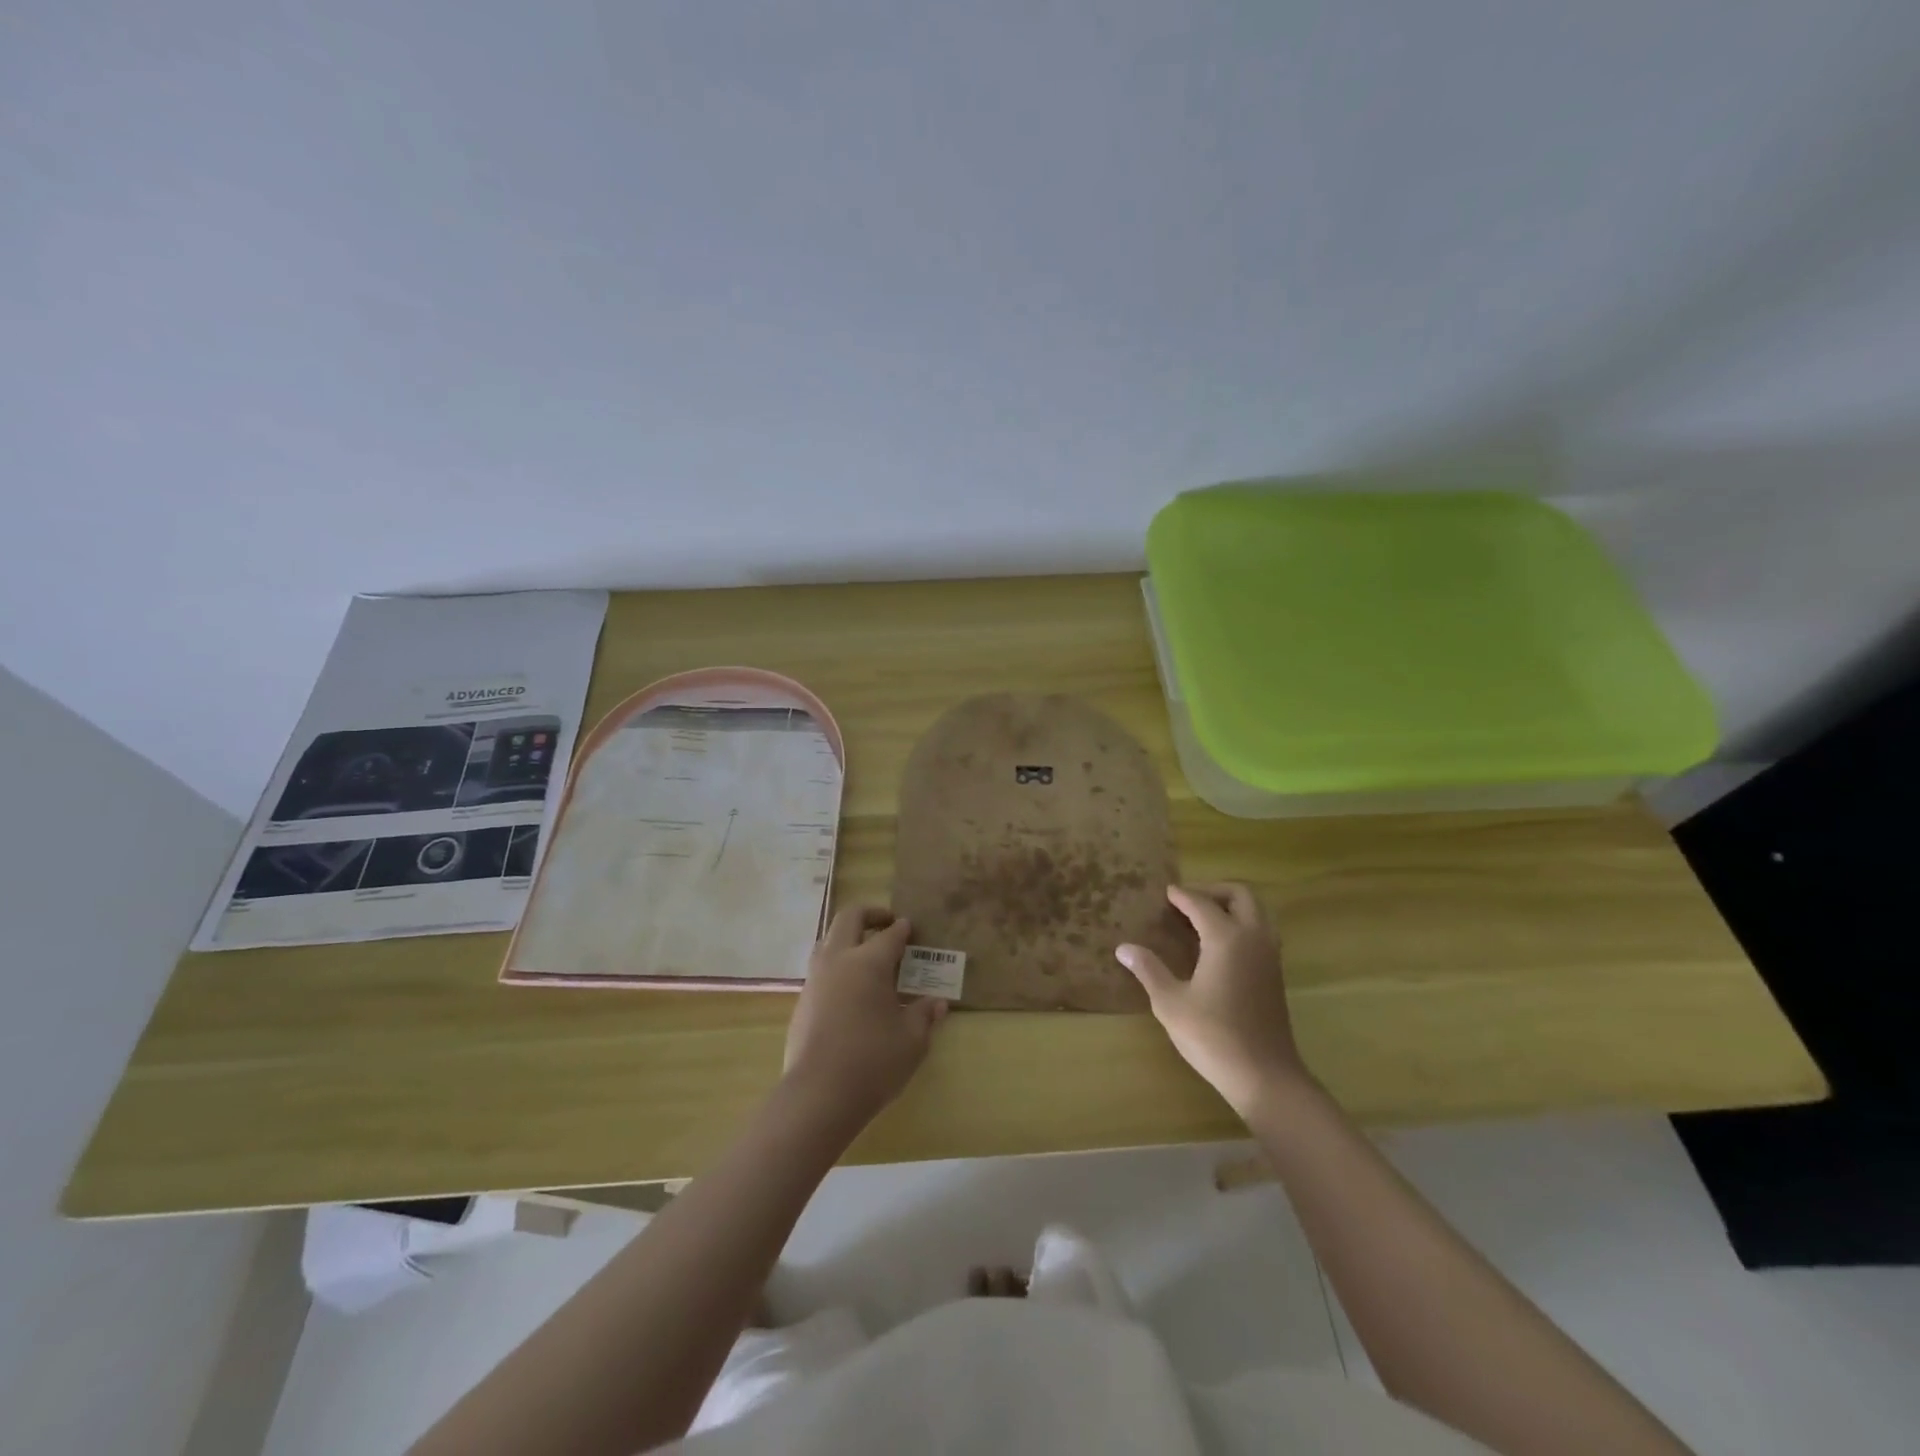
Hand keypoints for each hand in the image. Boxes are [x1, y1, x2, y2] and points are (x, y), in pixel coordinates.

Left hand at [783, 906, 946, 1126]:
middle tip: (887, 922)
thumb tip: (938, 1003)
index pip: (889, 935)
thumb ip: (924, 1016)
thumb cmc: (873, 1062)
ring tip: (865, 952)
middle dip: (870, 914)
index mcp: (869, 962)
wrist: (818, 1095)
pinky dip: (836, 965)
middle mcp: (838, 960)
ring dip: (847, 937)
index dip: (903, 929)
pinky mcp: (801, 1002)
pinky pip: (820, 969)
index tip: (911, 928)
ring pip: (827, 940)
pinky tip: (848, 989)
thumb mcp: (912, 1041)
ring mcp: (815, 980)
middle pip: (849, 918)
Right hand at [1116, 883, 1308, 1116]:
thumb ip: (1149, 969)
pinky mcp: (1276, 973)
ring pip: (1257, 911)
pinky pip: (1261, 931)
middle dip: (1213, 890)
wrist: (1264, 1075)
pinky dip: (1242, 923)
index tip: (1165, 892)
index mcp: (1226, 938)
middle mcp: (1252, 938)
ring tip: (1203, 918)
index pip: (1201, 903)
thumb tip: (1124, 948)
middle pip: (1240, 895)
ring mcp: (1269, 955)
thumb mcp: (1170, 1003)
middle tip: (1187, 900)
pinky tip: (1219, 945)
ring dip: (1232, 905)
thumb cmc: (1212, 1036)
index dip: (1181, 895)